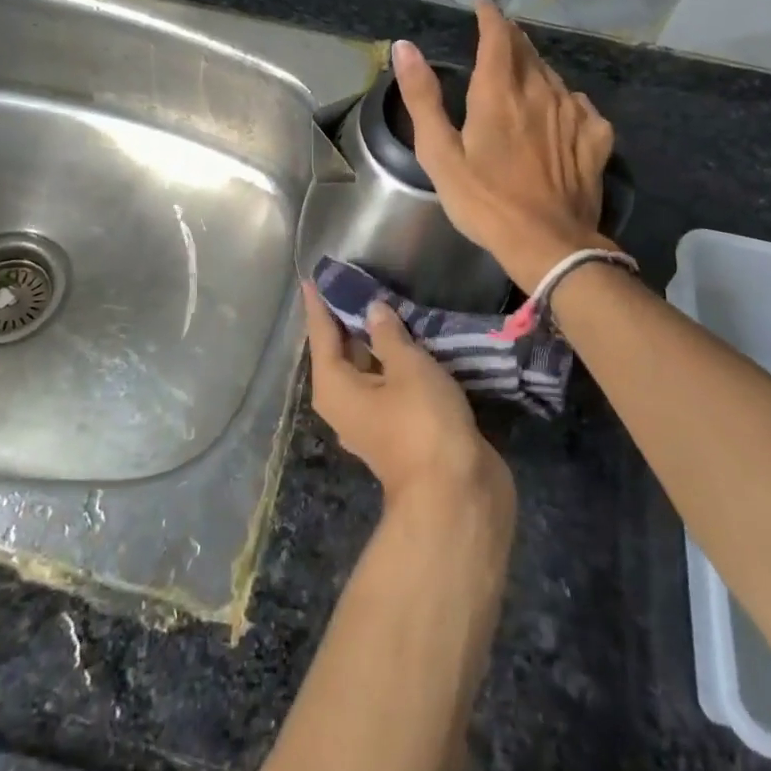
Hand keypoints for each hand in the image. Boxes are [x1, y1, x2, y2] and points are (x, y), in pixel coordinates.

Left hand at [302, 282, 512, 511]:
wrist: (457, 494)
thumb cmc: (422, 422)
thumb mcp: (407, 367)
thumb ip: (388, 334)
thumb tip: (372, 310)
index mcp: (334, 387)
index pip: (321, 333)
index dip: (319, 304)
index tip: (313, 276)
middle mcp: (345, 403)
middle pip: (341, 351)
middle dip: (347, 317)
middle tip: (355, 280)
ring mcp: (373, 419)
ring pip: (367, 369)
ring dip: (376, 340)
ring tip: (385, 301)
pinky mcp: (400, 429)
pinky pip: (389, 384)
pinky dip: (395, 361)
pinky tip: (411, 341)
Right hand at [393, 1, 617, 290]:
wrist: (549, 245)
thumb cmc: (485, 201)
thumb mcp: (440, 154)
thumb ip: (422, 97)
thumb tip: (404, 46)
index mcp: (499, 92)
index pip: (498, 36)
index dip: (490, 16)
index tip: (482, 4)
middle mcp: (540, 92)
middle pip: (528, 51)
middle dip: (511, 38)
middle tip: (497, 35)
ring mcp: (574, 114)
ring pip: (553, 75)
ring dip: (535, 67)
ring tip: (523, 72)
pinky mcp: (596, 139)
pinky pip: (581, 105)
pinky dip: (565, 99)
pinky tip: (561, 111)